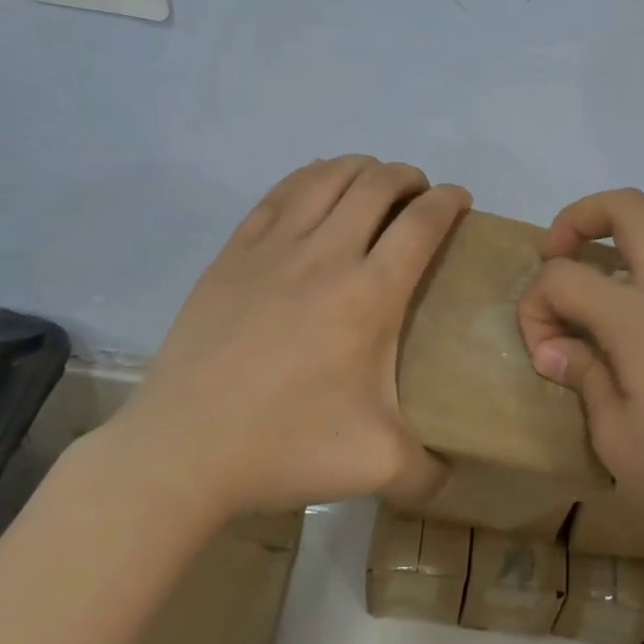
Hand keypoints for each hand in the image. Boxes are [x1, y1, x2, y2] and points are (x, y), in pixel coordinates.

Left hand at [96, 156, 469, 525]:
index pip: (422, 222)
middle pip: (377, 184)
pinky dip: (310, 177)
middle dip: (409, 178)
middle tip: (418, 197)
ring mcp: (274, 247)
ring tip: (373, 185)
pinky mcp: (235, 251)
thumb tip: (453, 475)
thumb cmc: (285, 448)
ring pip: (327, 177)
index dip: (449, 200)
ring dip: (361, 169)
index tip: (460, 200)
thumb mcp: (376, 467)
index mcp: (369, 294)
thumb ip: (428, 470)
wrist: (183, 450)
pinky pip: (280, 192)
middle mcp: (327, 254)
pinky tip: (317, 188)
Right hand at [516, 189, 643, 587]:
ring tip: (621, 276)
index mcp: (640, 318)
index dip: (535, 306)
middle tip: (558, 257)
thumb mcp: (612, 437)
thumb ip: (582, 375)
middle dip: (579, 219)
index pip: (565, 277)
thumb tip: (553, 347)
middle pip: (628, 209)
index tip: (541, 352)